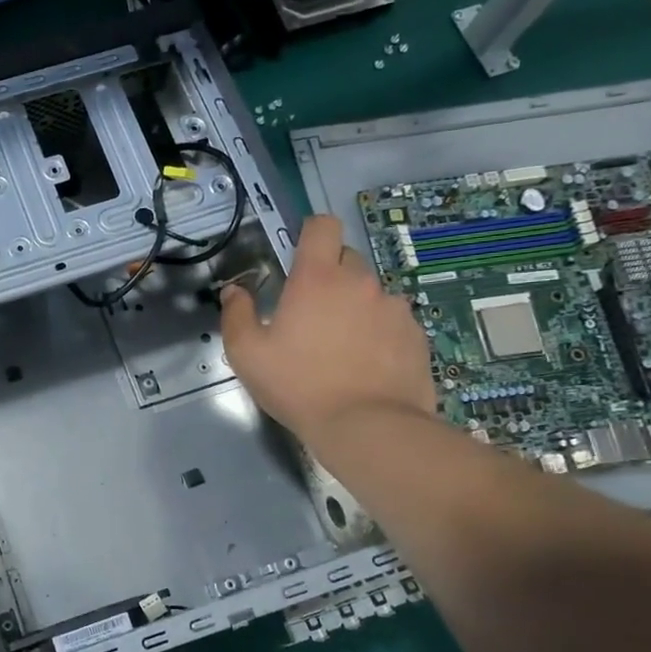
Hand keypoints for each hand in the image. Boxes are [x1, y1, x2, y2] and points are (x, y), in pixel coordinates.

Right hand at [220, 214, 435, 450]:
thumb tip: (234, 291)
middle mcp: (360, 282)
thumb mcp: (247, 354)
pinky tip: (367, 364)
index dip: (311, 233)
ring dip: (355, 307)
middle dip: (329, 275)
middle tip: (312, 313)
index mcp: (317, 279)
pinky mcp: (416, 334)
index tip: (299, 255)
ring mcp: (394, 307)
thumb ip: (236, 315)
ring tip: (342, 346)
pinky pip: (392, 321)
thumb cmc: (298, 385)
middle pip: (346, 258)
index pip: (322, 226)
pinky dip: (379, 332)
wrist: (368, 426)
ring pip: (370, 293)